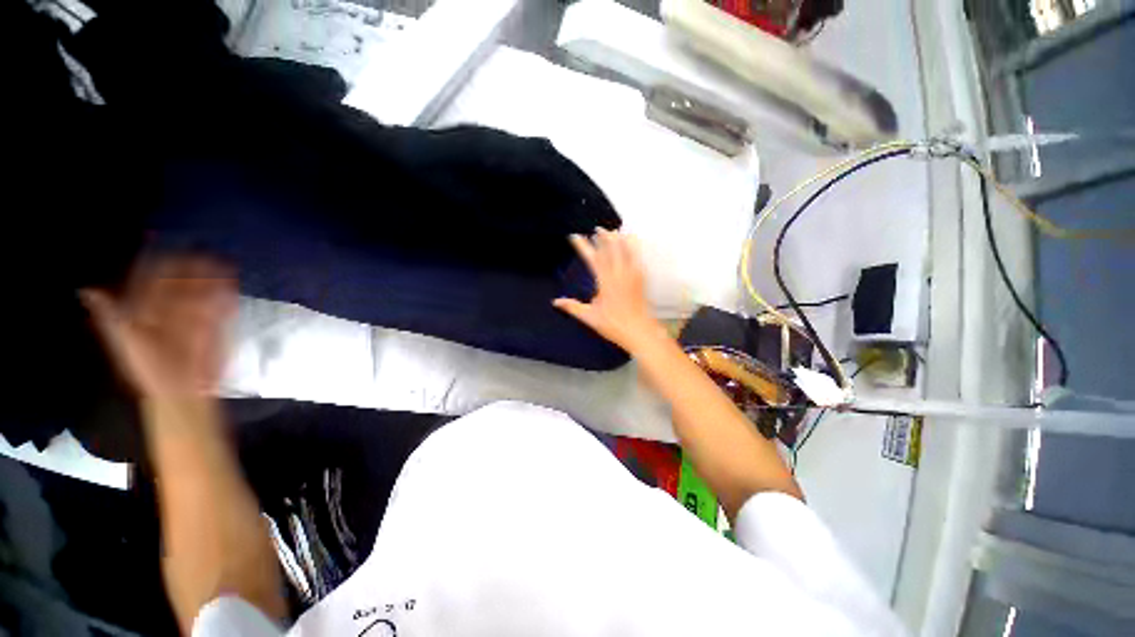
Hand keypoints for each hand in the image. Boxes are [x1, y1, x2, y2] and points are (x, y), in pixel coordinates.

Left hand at [81, 256, 236, 402]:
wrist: (180, 391)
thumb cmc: (148, 369)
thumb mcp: (123, 341)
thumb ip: (111, 315)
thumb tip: (89, 290)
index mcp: (144, 310)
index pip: (150, 280)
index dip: (156, 263)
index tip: (164, 245)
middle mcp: (168, 310)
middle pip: (179, 283)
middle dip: (191, 267)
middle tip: (202, 254)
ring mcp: (192, 319)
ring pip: (202, 293)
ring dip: (211, 279)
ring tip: (221, 265)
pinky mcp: (212, 328)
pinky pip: (220, 309)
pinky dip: (225, 299)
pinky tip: (229, 288)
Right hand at [554, 229, 664, 353]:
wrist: (639, 332)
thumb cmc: (613, 325)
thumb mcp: (590, 318)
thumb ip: (572, 307)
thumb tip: (555, 302)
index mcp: (605, 282)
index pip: (593, 258)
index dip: (583, 246)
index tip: (575, 236)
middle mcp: (619, 274)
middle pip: (612, 249)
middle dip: (604, 237)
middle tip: (598, 228)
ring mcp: (633, 276)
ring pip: (627, 251)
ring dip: (620, 239)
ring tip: (615, 231)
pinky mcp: (641, 280)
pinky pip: (638, 259)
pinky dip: (634, 249)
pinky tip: (633, 245)